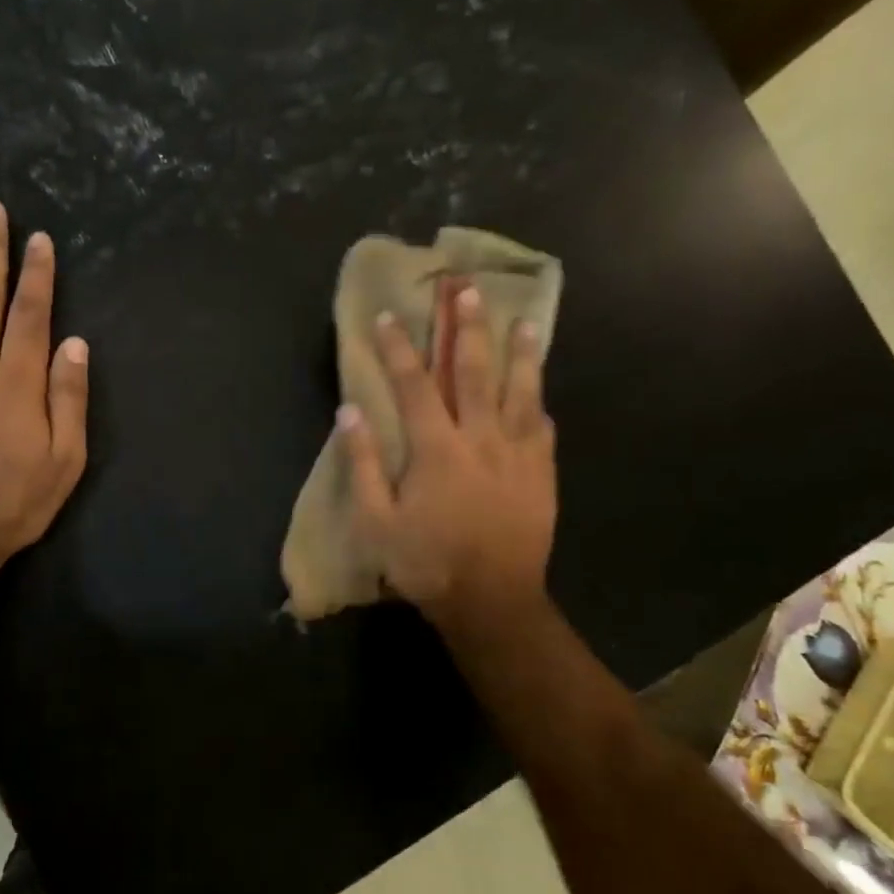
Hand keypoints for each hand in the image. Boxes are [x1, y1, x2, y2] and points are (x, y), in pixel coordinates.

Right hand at [341, 285, 557, 633]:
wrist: (493, 602)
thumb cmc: (427, 563)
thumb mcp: (376, 522)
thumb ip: (363, 464)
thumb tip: (350, 412)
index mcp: (436, 449)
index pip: (414, 385)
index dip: (399, 348)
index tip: (389, 315)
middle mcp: (480, 439)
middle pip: (474, 373)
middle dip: (467, 328)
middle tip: (467, 290)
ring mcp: (517, 455)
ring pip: (520, 393)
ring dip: (520, 354)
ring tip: (525, 321)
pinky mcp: (542, 475)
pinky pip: (543, 429)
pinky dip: (539, 404)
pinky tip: (541, 391)